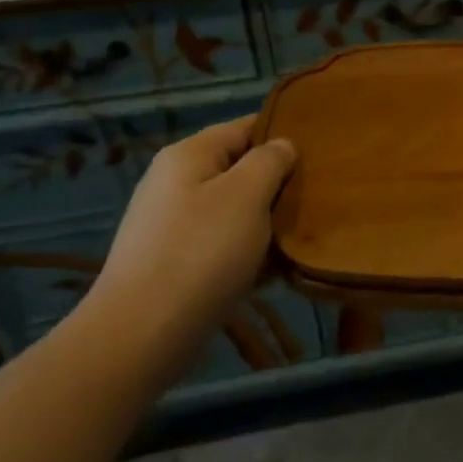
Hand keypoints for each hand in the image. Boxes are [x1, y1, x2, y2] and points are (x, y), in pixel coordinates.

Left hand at [91, 117, 294, 339]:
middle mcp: (174, 182)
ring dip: (265, 221)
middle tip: (316, 198)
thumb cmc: (201, 253)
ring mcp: (170, 224)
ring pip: (232, 210)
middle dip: (276, 183)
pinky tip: (273, 271)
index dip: (282, 134)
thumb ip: (270, 161)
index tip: (320, 152)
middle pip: (238, 169)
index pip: (244, 127)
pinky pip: (220, 245)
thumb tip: (281, 145)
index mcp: (188, 155)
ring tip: (300, 235)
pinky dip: (246, 252)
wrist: (142, 334)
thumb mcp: (246, 195)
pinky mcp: (172, 262)